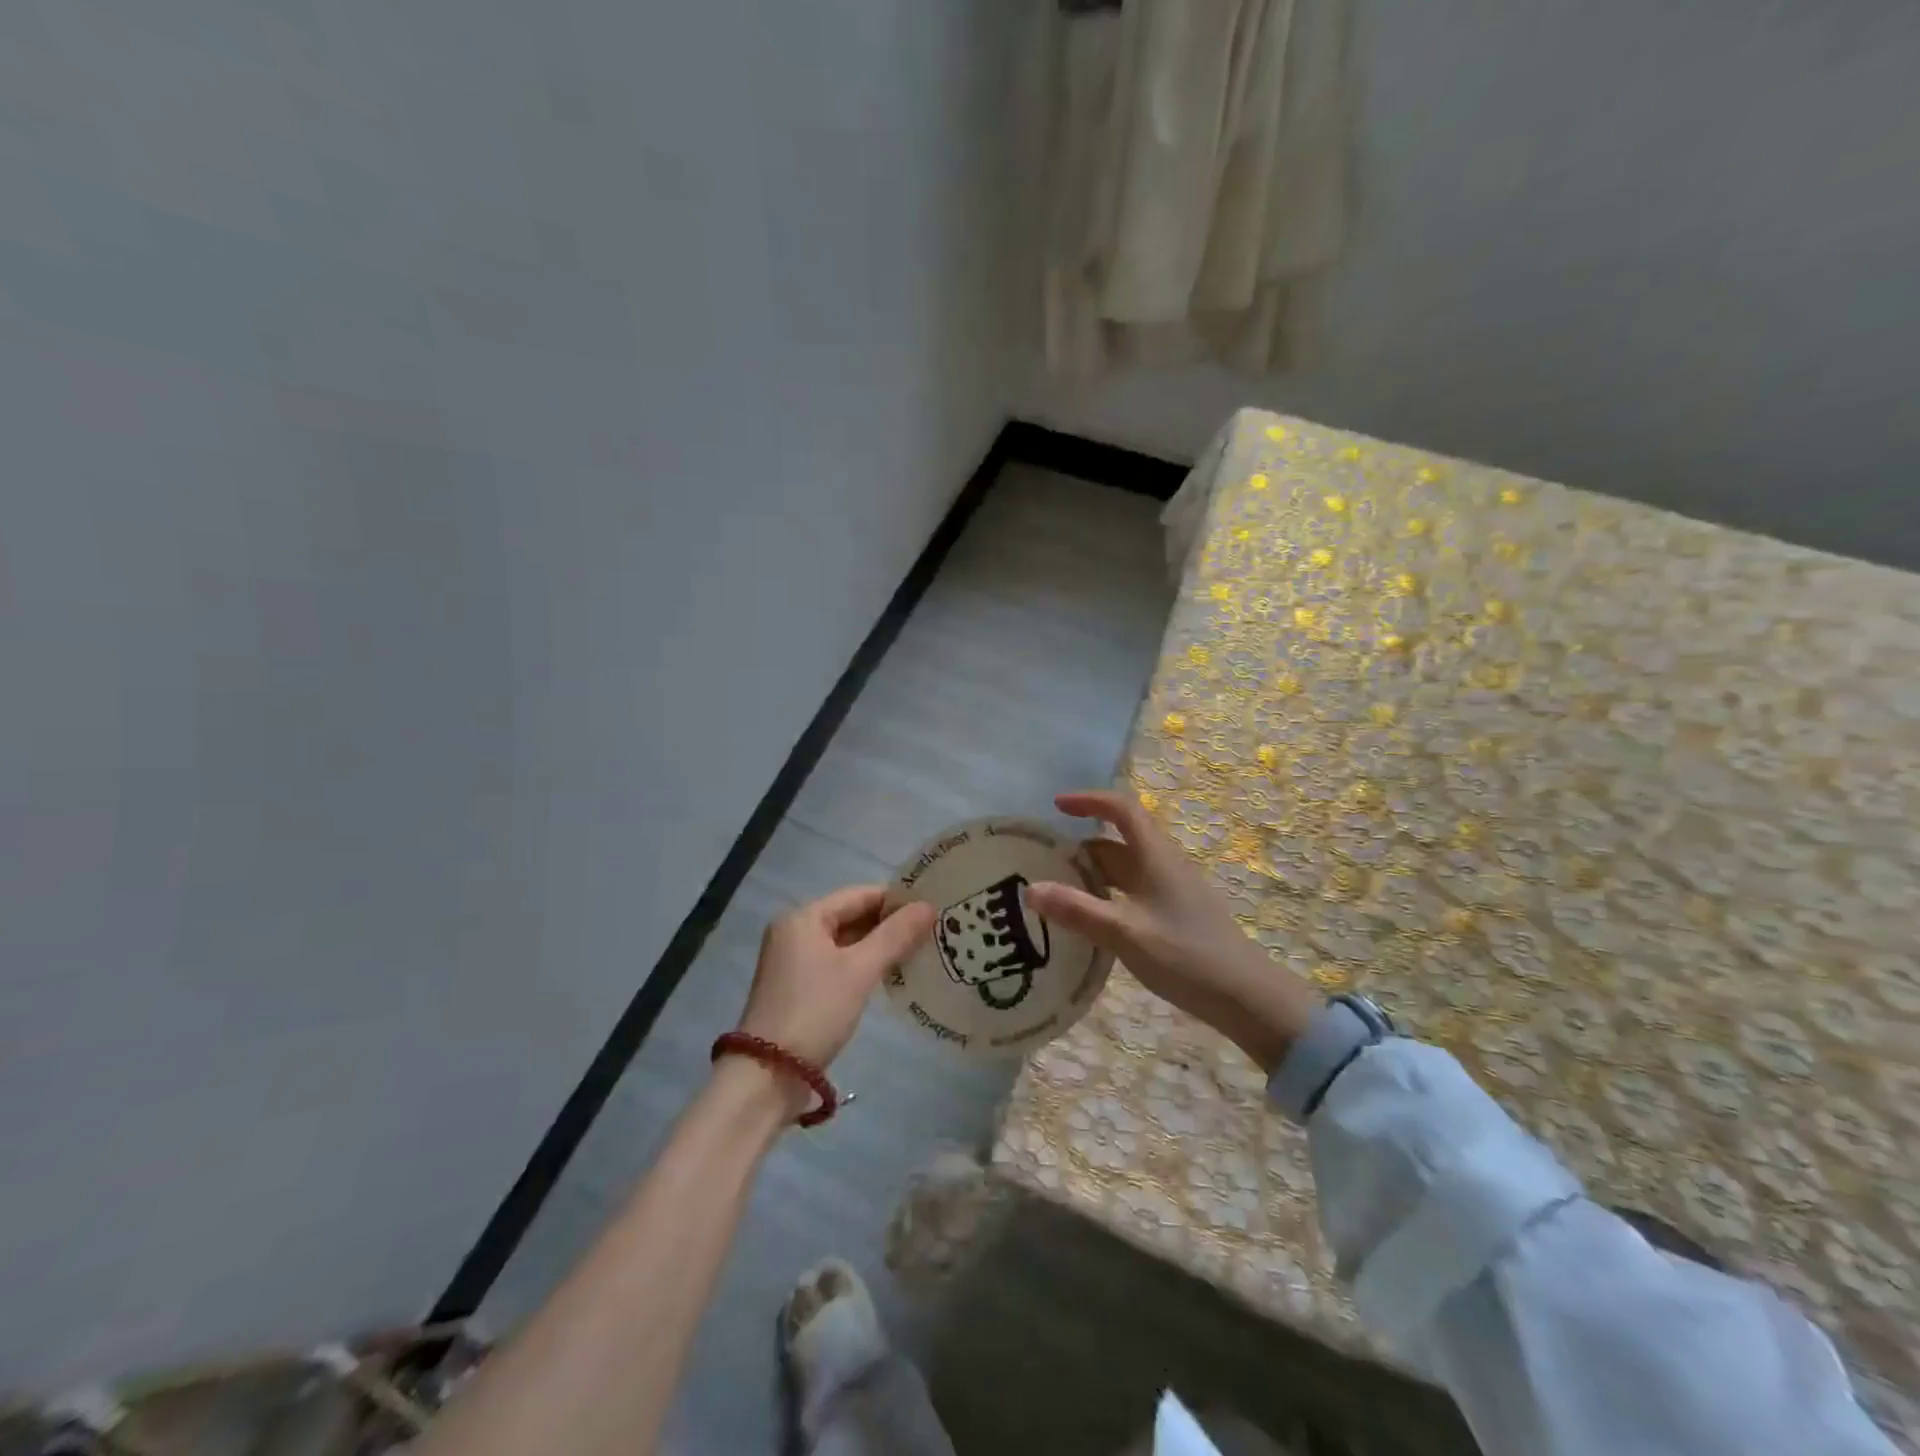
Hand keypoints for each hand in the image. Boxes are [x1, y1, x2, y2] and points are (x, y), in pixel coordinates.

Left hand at [734, 885, 935, 1079]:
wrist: (768, 1075)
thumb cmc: (816, 1011)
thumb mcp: (860, 970)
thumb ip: (895, 935)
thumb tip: (928, 905)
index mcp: (804, 917)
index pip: (860, 895)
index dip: (896, 900)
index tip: (932, 909)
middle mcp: (795, 931)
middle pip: (851, 916)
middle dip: (889, 924)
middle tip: (932, 931)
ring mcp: (794, 960)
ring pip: (846, 941)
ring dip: (878, 946)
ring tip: (920, 951)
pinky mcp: (798, 987)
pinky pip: (837, 963)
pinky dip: (862, 965)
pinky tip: (891, 974)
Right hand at [1027, 790, 1318, 1072]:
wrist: (1246, 997)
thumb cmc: (1186, 956)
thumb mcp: (1126, 933)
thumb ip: (1078, 911)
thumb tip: (1030, 889)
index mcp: (1155, 857)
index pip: (1122, 809)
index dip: (1089, 800)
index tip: (1056, 806)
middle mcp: (1163, 865)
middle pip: (1117, 842)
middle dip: (1081, 847)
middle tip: (1043, 863)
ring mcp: (1171, 891)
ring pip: (1124, 869)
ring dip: (1092, 874)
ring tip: (1057, 893)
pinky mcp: (1174, 914)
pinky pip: (1132, 892)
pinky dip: (1106, 896)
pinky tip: (1091, 921)